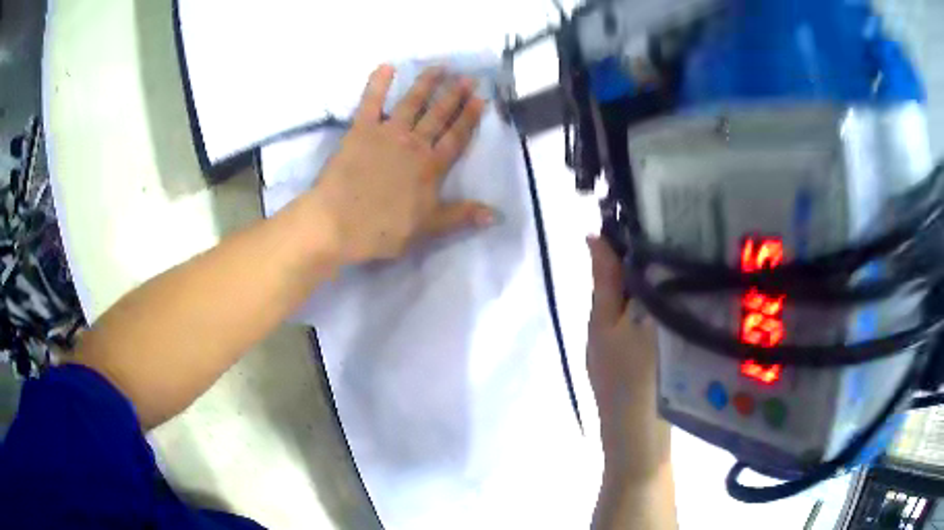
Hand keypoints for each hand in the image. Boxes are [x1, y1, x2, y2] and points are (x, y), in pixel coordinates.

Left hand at [310, 65, 495, 264]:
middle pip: (438, 116)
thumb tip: (497, 215)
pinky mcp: (360, 130)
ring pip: (411, 103)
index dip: (469, 118)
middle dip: (454, 96)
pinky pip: (370, 102)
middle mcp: (413, 144)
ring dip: (426, 84)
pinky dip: (377, 83)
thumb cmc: (383, 229)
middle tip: (467, 77)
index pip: (456, 137)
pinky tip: (385, 66)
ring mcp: (386, 133)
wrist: (338, 223)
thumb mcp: (427, 229)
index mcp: (431, 167)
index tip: (480, 99)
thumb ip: (461, 216)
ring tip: (439, 68)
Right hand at [587, 236, 670, 479]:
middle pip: (670, 254)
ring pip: (671, 272)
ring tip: (629, 238)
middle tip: (620, 217)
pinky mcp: (687, 324)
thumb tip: (595, 232)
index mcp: (670, 292)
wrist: (637, 427)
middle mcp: (689, 297)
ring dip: (651, 256)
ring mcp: (691, 311)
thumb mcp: (602, 325)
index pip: (662, 242)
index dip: (642, 218)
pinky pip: (673, 291)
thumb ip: (604, 279)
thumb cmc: (617, 377)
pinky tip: (645, 274)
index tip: (622, 201)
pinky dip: (657, 280)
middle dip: (647, 234)